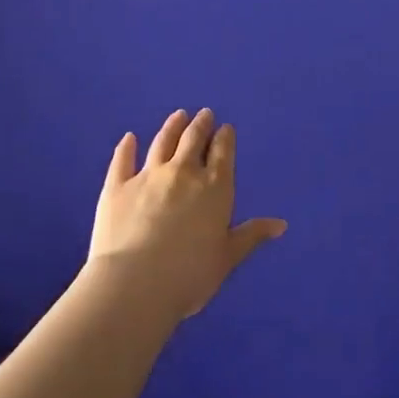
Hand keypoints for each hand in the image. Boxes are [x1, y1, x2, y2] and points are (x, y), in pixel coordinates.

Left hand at [88, 109, 285, 319]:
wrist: (135, 284)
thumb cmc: (189, 275)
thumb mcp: (227, 257)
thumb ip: (251, 236)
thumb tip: (281, 224)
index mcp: (214, 188)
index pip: (222, 154)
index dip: (225, 138)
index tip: (225, 127)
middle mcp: (183, 173)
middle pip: (193, 141)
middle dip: (200, 125)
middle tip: (204, 114)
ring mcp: (148, 176)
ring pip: (162, 143)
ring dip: (172, 127)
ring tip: (178, 115)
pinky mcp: (117, 187)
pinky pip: (123, 160)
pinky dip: (126, 147)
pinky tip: (129, 138)